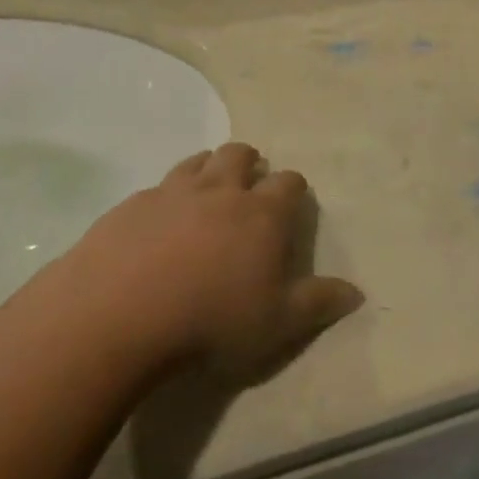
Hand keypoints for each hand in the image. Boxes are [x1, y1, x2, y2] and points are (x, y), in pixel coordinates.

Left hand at [64, 144, 363, 382]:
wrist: (122, 312)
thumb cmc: (212, 319)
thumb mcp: (277, 323)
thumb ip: (318, 303)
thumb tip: (356, 292)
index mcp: (261, 213)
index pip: (288, 183)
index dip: (293, 188)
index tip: (291, 201)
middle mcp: (220, 190)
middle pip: (240, 155)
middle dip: (250, 163)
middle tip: (248, 186)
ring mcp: (172, 191)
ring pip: (198, 161)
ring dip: (208, 168)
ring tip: (207, 191)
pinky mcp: (133, 203)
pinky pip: (158, 187)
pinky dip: (168, 195)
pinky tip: (159, 222)